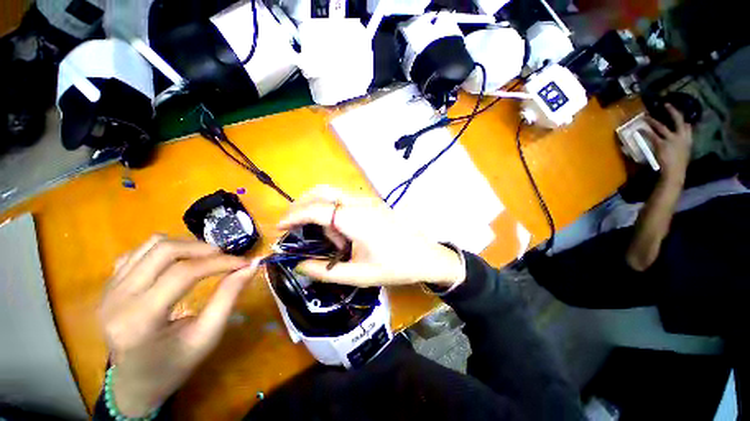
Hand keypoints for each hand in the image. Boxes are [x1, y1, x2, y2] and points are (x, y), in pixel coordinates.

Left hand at [99, 235, 257, 416]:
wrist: (134, 383)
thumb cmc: (173, 366)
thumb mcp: (207, 336)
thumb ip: (228, 298)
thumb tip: (250, 267)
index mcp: (140, 320)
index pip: (183, 274)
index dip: (219, 262)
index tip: (244, 262)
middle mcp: (117, 299)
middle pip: (164, 251)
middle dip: (202, 248)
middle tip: (225, 258)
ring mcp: (109, 289)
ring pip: (151, 245)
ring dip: (186, 245)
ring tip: (206, 258)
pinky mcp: (109, 284)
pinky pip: (140, 252)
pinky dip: (166, 251)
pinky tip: (179, 264)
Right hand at [277, 185, 465, 287]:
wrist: (425, 256)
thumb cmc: (394, 266)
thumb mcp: (358, 274)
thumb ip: (325, 271)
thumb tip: (299, 265)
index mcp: (355, 219)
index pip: (316, 209)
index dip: (293, 216)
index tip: (279, 227)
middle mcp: (359, 203)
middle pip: (322, 191)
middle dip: (302, 205)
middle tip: (294, 226)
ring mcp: (368, 200)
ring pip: (333, 193)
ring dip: (320, 208)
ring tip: (327, 237)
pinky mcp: (373, 202)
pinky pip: (345, 199)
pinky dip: (334, 209)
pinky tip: (341, 230)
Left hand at [645, 103, 693, 184]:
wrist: (675, 172)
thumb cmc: (678, 164)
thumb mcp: (684, 151)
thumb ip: (682, 142)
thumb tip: (680, 134)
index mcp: (688, 139)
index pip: (687, 125)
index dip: (682, 117)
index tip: (677, 110)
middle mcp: (682, 136)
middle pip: (678, 120)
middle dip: (672, 111)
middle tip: (666, 103)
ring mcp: (672, 140)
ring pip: (661, 126)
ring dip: (653, 120)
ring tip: (645, 116)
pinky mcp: (662, 144)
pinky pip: (651, 135)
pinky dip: (644, 132)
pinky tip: (639, 130)